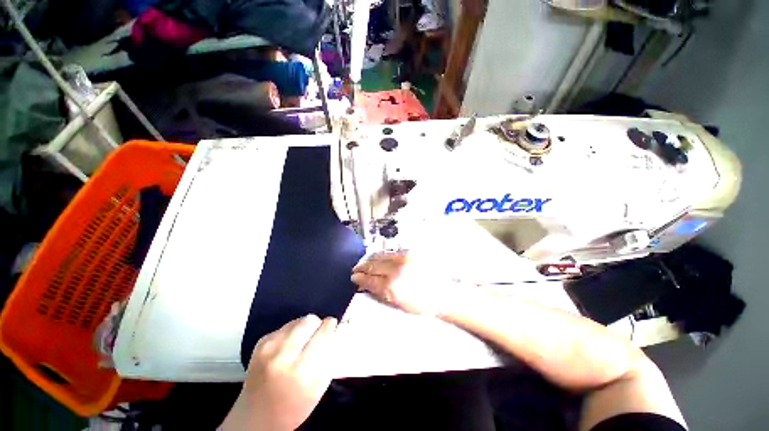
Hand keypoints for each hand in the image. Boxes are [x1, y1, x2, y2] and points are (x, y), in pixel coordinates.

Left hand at [221, 315, 337, 430]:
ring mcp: (268, 348)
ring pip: (297, 320)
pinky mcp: (259, 344)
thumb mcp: (319, 386)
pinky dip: (291, 332)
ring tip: (303, 341)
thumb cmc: (294, 406)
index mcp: (302, 370)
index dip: (330, 325)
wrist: (256, 417)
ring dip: (304, 327)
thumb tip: (334, 330)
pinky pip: (284, 326)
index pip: (323, 333)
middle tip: (317, 333)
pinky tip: (289, 346)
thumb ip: (328, 356)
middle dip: (317, 324)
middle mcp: (283, 355)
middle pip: (309, 320)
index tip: (332, 324)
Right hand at [351, 251, 464, 315]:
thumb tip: (367, 285)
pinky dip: (381, 255)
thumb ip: (380, 292)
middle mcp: (396, 269)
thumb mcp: (398, 304)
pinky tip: (378, 257)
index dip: (359, 278)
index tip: (354, 277)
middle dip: (362, 267)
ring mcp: (404, 258)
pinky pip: (390, 252)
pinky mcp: (410, 252)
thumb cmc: (423, 304)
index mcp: (392, 287)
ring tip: (364, 262)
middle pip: (373, 265)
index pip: (369, 279)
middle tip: (356, 269)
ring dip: (369, 258)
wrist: (444, 293)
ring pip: (380, 255)